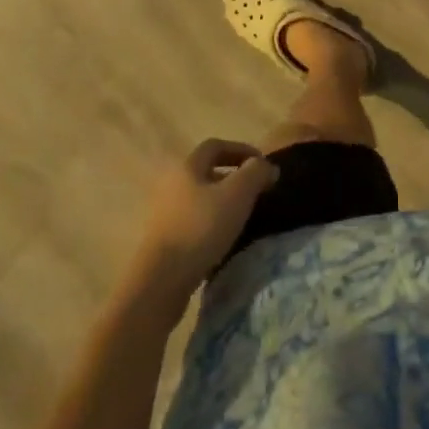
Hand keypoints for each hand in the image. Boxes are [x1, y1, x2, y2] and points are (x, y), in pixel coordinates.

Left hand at [129, 139, 279, 297]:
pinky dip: (210, 223)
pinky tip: (222, 240)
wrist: (160, 282)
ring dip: (221, 202)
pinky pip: (192, 222)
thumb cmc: (201, 228)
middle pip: (206, 172)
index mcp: (187, 166)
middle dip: (232, 177)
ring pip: (199, 198)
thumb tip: (268, 166)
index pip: (216, 146)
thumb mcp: (237, 195)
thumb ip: (256, 173)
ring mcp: (164, 214)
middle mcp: (171, 184)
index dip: (241, 149)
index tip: (261, 164)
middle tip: (254, 191)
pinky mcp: (162, 241)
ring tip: (241, 217)